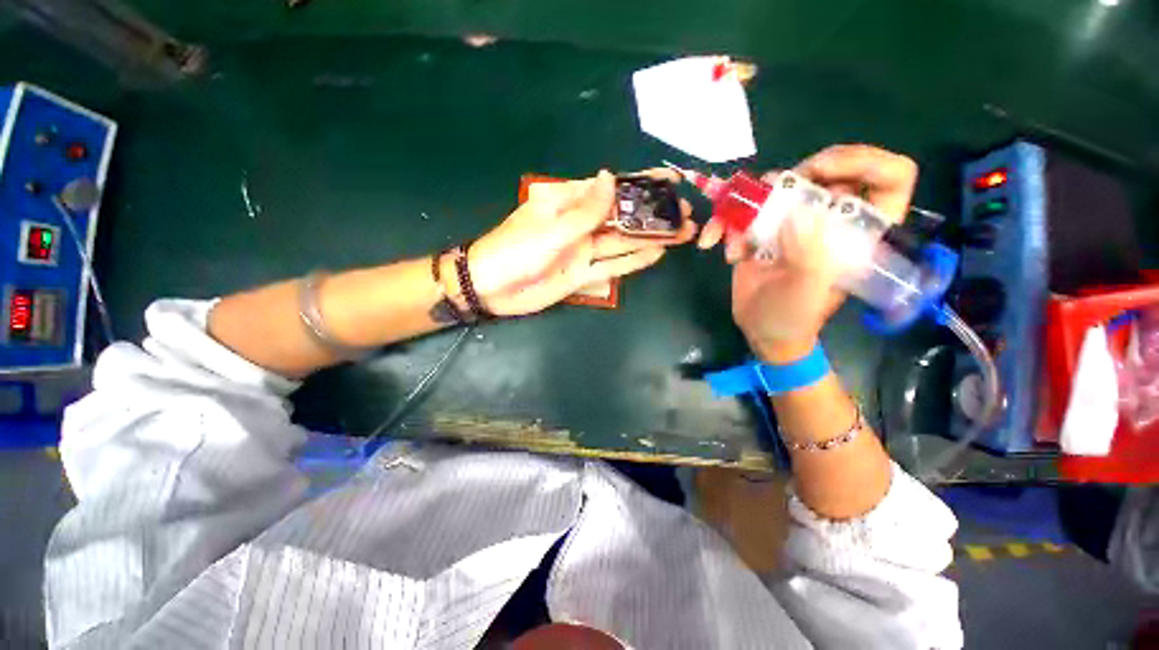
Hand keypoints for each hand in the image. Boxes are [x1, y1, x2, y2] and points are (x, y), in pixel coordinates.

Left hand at [468, 169, 695, 315]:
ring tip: (682, 234)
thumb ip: (584, 210)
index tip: (671, 181)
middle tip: (686, 214)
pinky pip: (612, 266)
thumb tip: (611, 176)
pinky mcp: (583, 274)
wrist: (491, 289)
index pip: (611, 189)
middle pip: (623, 217)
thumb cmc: (515, 252)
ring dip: (650, 238)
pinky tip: (656, 255)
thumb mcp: (551, 229)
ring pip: (622, 242)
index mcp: (569, 203)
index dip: (641, 184)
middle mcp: (580, 225)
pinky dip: (633, 261)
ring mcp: (583, 251)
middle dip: (653, 215)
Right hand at [697, 145, 917, 361]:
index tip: (823, 171)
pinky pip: (743, 209)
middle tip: (769, 193)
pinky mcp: (762, 229)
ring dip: (743, 203)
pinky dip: (722, 222)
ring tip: (726, 232)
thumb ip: (808, 255)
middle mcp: (831, 219)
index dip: (865, 162)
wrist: (759, 330)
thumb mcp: (804, 292)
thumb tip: (798, 212)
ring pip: (778, 187)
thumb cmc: (792, 317)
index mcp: (859, 231)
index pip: (890, 179)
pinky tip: (711, 242)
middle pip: (829, 170)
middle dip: (795, 177)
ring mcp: (794, 221)